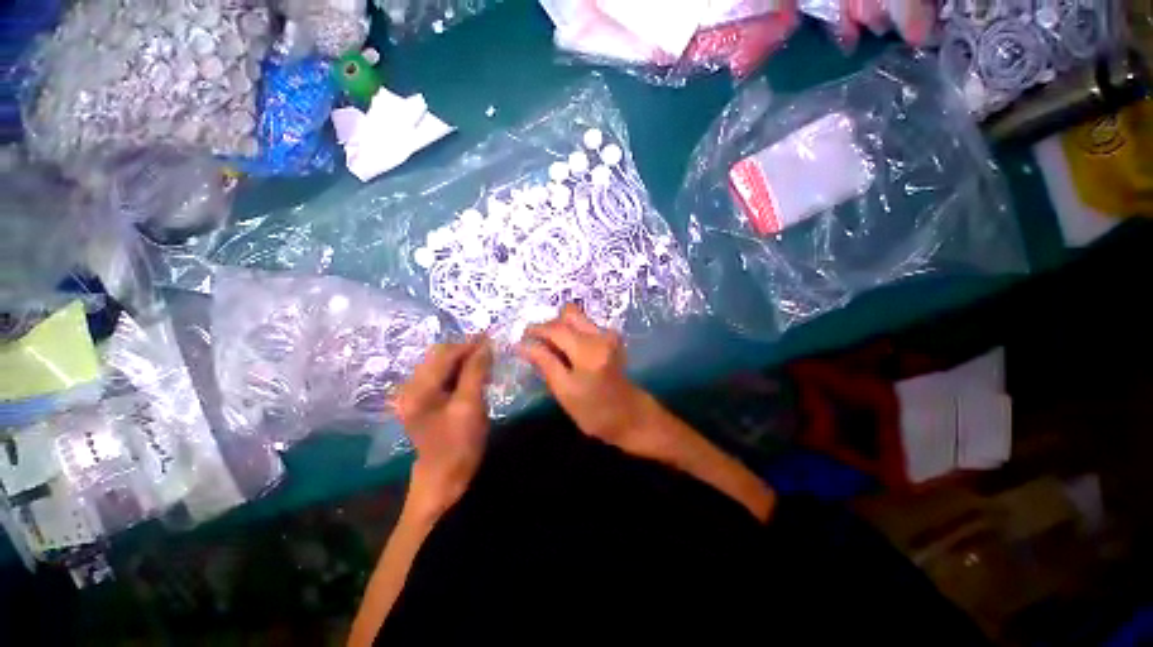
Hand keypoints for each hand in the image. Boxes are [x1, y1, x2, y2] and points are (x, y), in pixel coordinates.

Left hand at [394, 339, 492, 516]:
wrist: (444, 478)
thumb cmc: (459, 444)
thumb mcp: (471, 406)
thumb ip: (476, 372)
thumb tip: (486, 344)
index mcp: (418, 389)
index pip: (445, 354)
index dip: (469, 345)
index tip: (492, 339)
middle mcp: (410, 387)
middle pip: (439, 356)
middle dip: (466, 350)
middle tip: (490, 351)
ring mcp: (414, 394)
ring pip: (441, 364)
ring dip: (463, 360)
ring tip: (485, 362)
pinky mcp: (422, 400)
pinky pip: (441, 375)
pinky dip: (458, 371)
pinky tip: (473, 375)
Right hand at [517, 304, 666, 457]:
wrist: (630, 416)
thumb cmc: (595, 411)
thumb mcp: (564, 391)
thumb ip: (545, 362)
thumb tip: (522, 345)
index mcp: (588, 349)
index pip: (556, 328)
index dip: (536, 330)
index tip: (521, 338)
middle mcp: (600, 335)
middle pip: (569, 314)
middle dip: (550, 325)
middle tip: (537, 344)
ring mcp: (609, 335)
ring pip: (578, 319)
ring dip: (562, 329)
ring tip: (552, 351)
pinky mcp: (612, 339)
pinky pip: (586, 326)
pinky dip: (573, 334)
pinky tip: (569, 354)